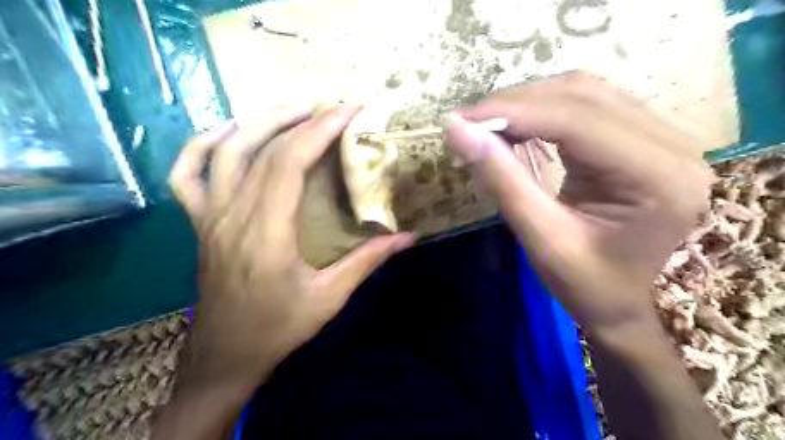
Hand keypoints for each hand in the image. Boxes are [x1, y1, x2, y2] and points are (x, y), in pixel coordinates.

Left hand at [170, 105, 412, 390]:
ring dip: (260, 121)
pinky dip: (203, 144)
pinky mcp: (199, 222)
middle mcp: (232, 215)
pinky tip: (231, 132)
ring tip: (295, 110)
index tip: (349, 111)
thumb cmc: (277, 329)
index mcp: (266, 233)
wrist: (224, 356)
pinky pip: (187, 173)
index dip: (319, 130)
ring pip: (225, 151)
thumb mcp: (329, 298)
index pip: (289, 162)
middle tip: (333, 107)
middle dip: (302, 119)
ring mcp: (209, 216)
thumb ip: (367, 261)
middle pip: (262, 149)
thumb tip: (408, 237)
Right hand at [447, 72, 712, 332]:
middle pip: (582, 95)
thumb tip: (457, 130)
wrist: (626, 306)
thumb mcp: (541, 240)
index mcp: (656, 177)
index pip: (576, 119)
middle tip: (468, 123)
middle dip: (516, 104)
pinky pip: (588, 107)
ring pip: (584, 93)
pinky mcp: (644, 140)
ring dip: (527, 103)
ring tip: (485, 125)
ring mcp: (663, 137)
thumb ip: (502, 180)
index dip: (512, 112)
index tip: (460, 120)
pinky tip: (515, 127)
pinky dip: (543, 111)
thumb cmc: (588, 287)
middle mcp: (672, 144)